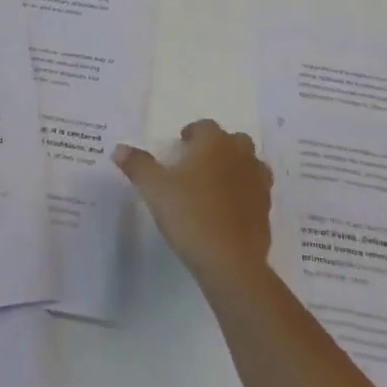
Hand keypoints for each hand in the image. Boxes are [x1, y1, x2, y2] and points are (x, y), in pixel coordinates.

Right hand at [114, 119, 271, 290]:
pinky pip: (256, 193)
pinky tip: (227, 211)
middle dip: (218, 147)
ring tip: (214, 185)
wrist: (229, 260)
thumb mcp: (154, 188)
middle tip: (197, 164)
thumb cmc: (189, 214)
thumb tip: (120, 148)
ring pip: (251, 165)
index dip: (192, 133)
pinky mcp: (265, 211)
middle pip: (234, 141)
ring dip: (236, 168)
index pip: (205, 126)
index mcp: (214, 144)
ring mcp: (258, 184)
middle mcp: (241, 157)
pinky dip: (244, 195)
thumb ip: (137, 165)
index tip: (180, 146)